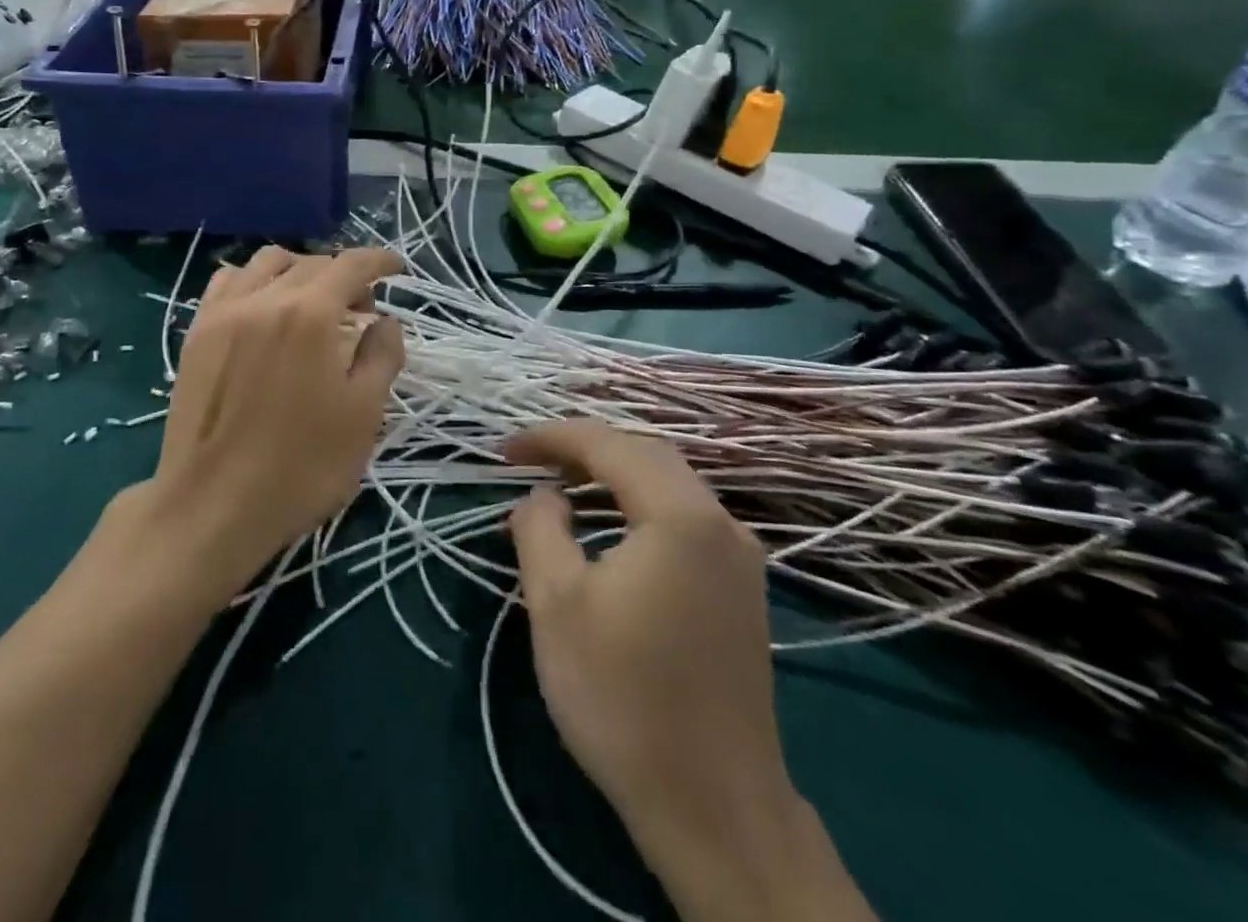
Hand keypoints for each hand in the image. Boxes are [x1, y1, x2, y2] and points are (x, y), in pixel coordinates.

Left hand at [139, 246, 403, 593]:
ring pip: (266, 263)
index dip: (379, 260)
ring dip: (299, 270)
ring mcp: (224, 312)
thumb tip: (386, 321)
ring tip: (312, 303)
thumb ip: (382, 356)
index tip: (397, 268)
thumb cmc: (301, 467)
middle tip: (361, 308)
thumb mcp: (363, 415)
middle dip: (344, 275)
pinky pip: (227, 282)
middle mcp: (265, 299)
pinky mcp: (196, 333)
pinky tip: (263, 308)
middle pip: (312, 263)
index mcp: (310, 314)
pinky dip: (254, 280)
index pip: (351, 265)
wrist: (212, 507)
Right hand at [508, 421, 864, 920]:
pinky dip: (639, 506)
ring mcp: (740, 558)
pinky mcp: (742, 590)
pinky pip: (684, 518)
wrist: (715, 809)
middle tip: (532, 463)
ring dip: (613, 476)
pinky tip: (609, 529)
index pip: (608, 445)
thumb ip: (540, 527)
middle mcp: (721, 522)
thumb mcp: (556, 603)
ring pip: (669, 485)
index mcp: (681, 515)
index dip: (552, 438)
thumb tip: (544, 495)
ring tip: (562, 488)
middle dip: (584, 450)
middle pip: (646, 454)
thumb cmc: (624, 696)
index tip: (505, 451)